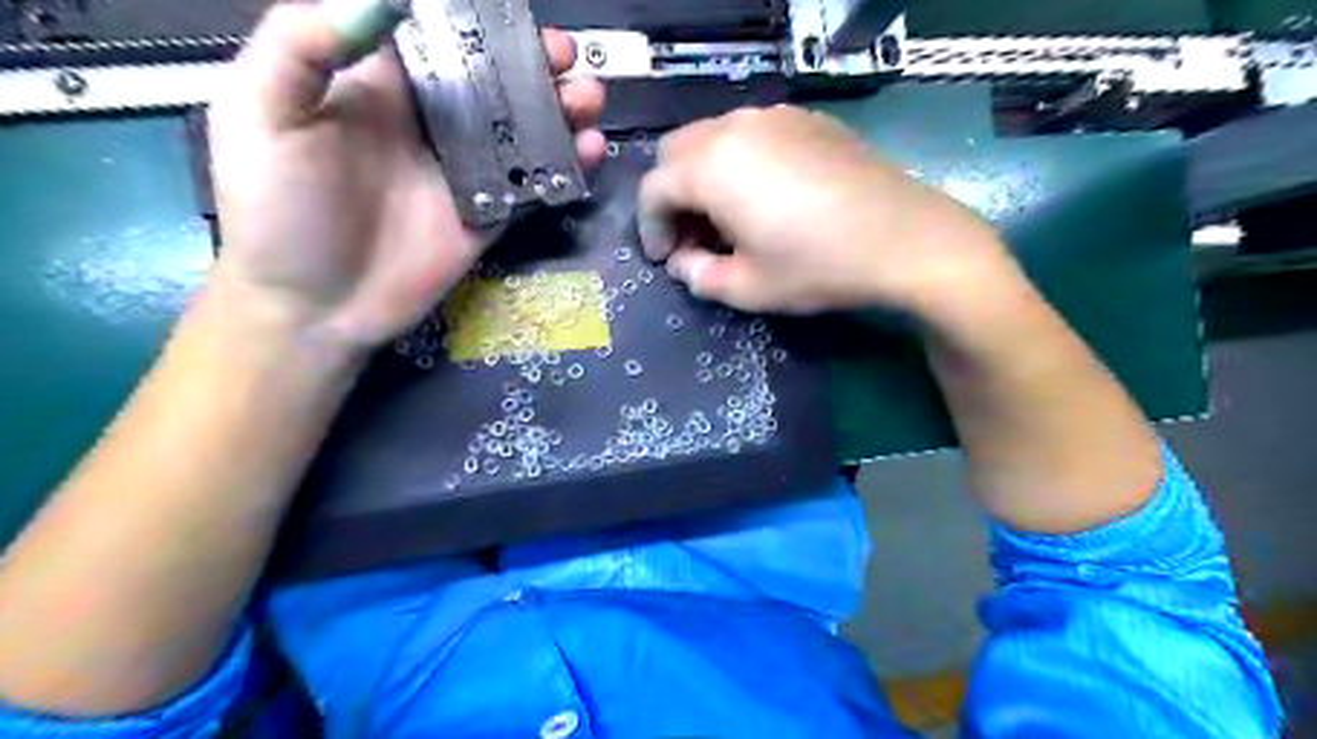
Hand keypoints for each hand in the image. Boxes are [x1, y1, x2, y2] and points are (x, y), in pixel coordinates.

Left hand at [212, 1, 606, 358]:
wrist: (313, 307)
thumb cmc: (277, 210)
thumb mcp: (261, 114)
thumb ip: (304, 44)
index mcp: (380, 86)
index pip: (437, 36)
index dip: (479, 21)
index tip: (516, 15)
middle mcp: (430, 122)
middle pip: (494, 79)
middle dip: (534, 62)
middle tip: (565, 57)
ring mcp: (465, 172)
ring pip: (523, 129)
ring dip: (560, 110)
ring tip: (588, 100)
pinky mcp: (489, 216)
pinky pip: (534, 184)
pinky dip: (566, 167)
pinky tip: (588, 153)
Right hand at [639, 103, 1011, 316]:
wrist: (907, 239)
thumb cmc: (818, 267)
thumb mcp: (748, 288)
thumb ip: (700, 276)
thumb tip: (684, 263)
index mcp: (712, 166)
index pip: (654, 189)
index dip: (650, 227)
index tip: (665, 259)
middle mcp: (736, 127)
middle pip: (677, 152)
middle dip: (673, 196)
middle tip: (693, 237)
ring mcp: (776, 117)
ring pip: (715, 138)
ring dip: (704, 177)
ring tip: (728, 219)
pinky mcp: (809, 120)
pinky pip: (753, 134)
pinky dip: (740, 162)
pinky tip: (767, 197)